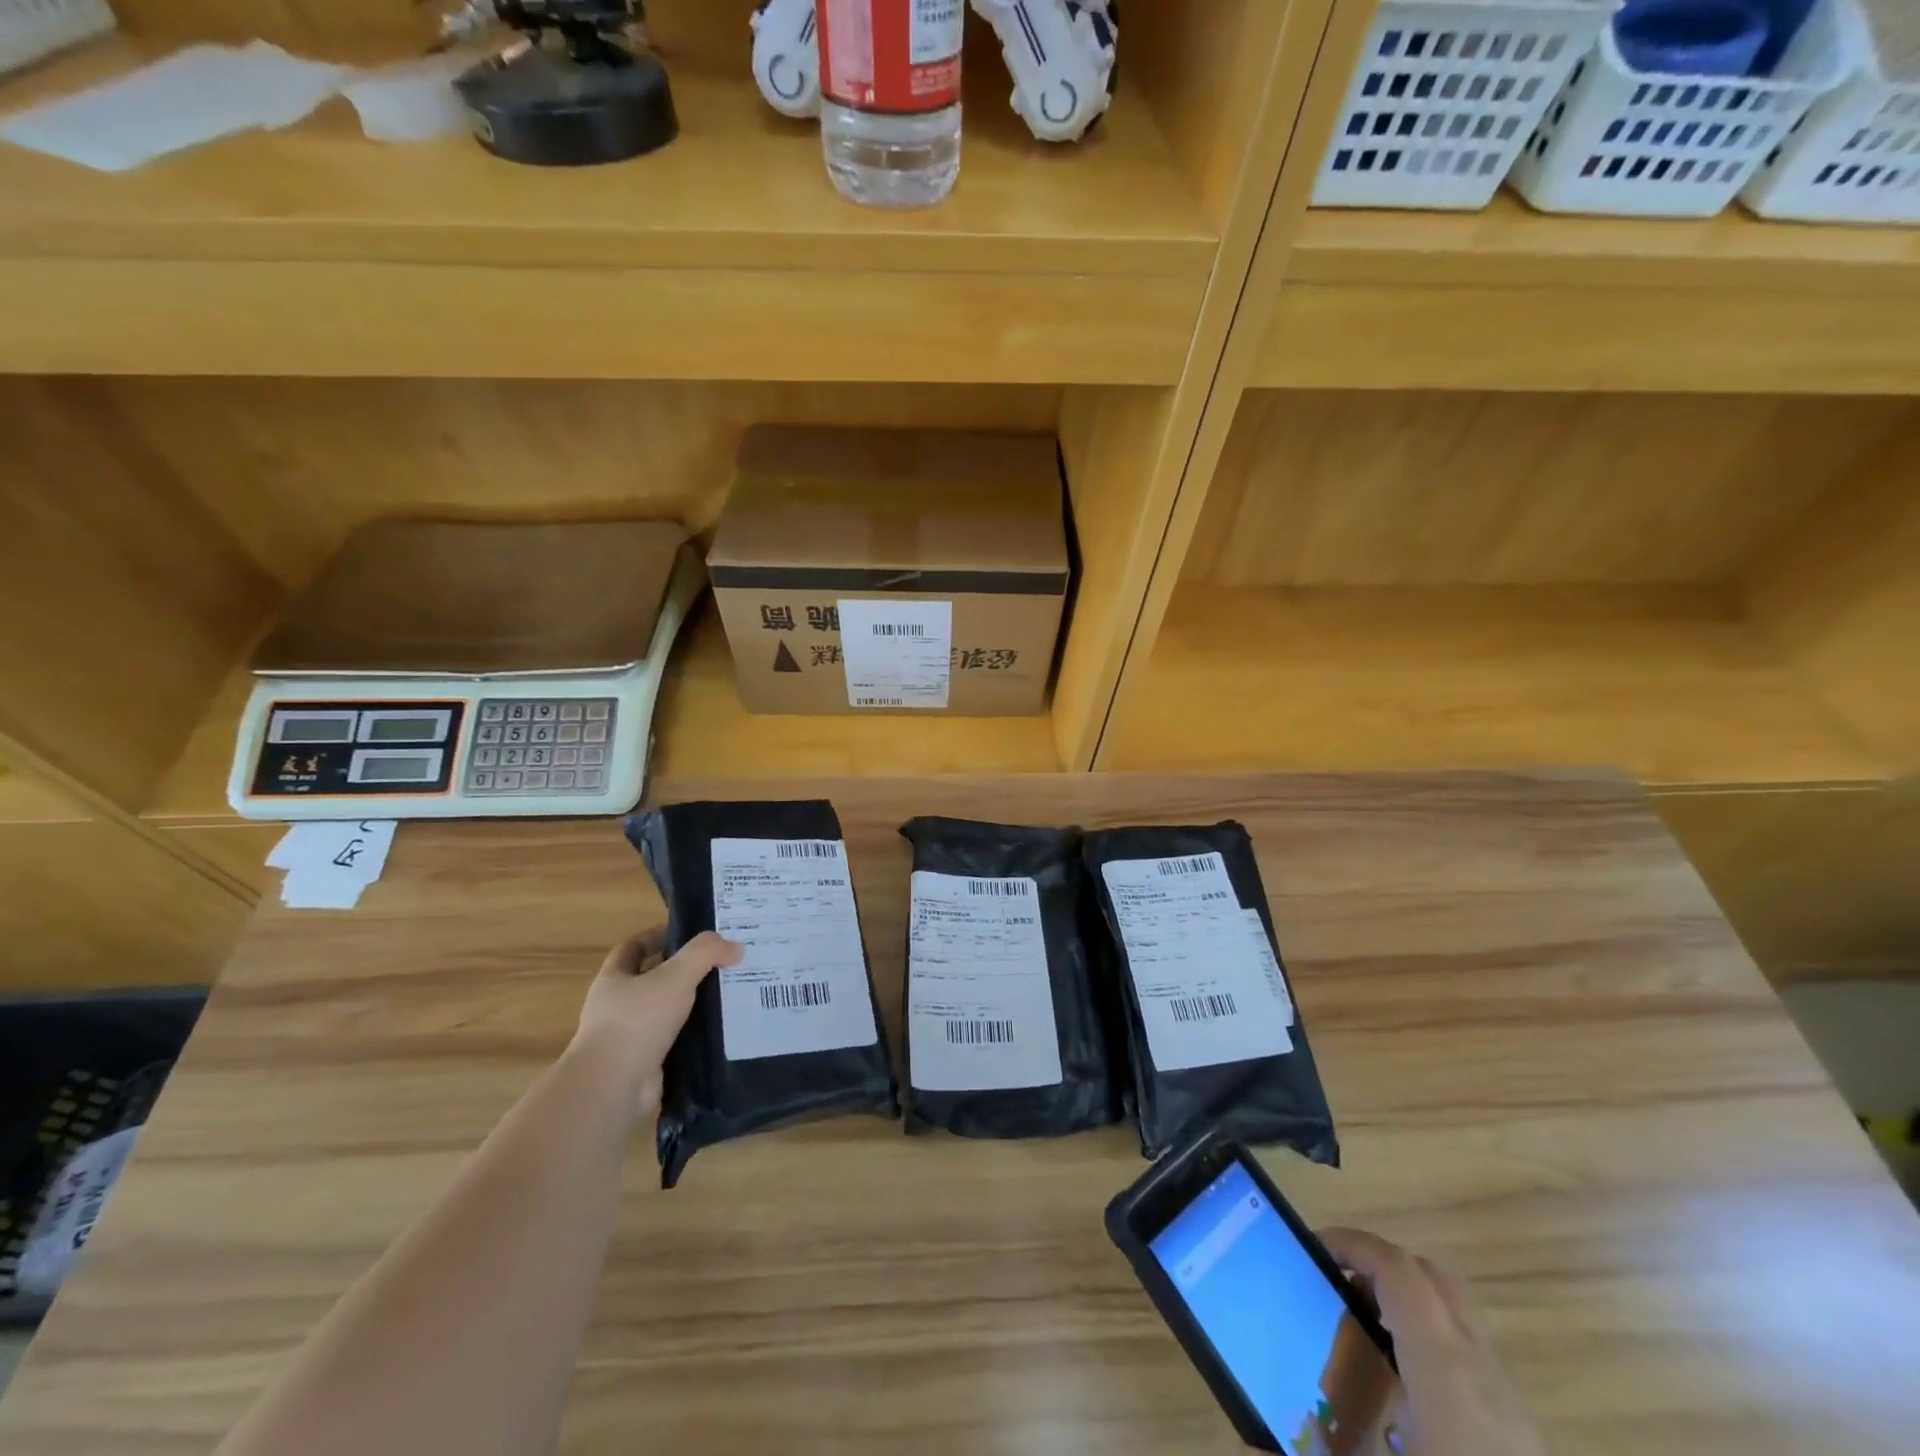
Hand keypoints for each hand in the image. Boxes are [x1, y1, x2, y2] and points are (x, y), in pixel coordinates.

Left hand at [573, 930, 742, 1118]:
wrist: (614, 1086)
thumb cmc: (637, 1020)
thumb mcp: (676, 975)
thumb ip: (705, 954)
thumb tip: (735, 946)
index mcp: (613, 979)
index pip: (632, 948)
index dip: (656, 937)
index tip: (687, 934)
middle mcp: (615, 1007)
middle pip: (650, 981)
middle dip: (681, 973)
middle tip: (718, 965)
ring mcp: (628, 1039)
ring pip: (665, 1013)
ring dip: (690, 1006)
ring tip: (726, 996)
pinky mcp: (644, 1065)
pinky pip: (673, 1043)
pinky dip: (693, 1037)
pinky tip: (719, 1032)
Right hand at [1319, 1229, 1545, 1455]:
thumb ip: (1316, 1448)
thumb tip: (1250, 1446)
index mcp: (1445, 1369)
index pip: (1398, 1268)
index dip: (1353, 1244)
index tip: (1312, 1247)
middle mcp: (1482, 1370)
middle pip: (1433, 1276)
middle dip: (1380, 1265)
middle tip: (1336, 1284)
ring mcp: (1511, 1402)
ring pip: (1457, 1314)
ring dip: (1407, 1304)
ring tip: (1362, 1336)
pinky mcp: (1523, 1433)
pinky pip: (1472, 1357)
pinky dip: (1431, 1346)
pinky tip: (1404, 1397)